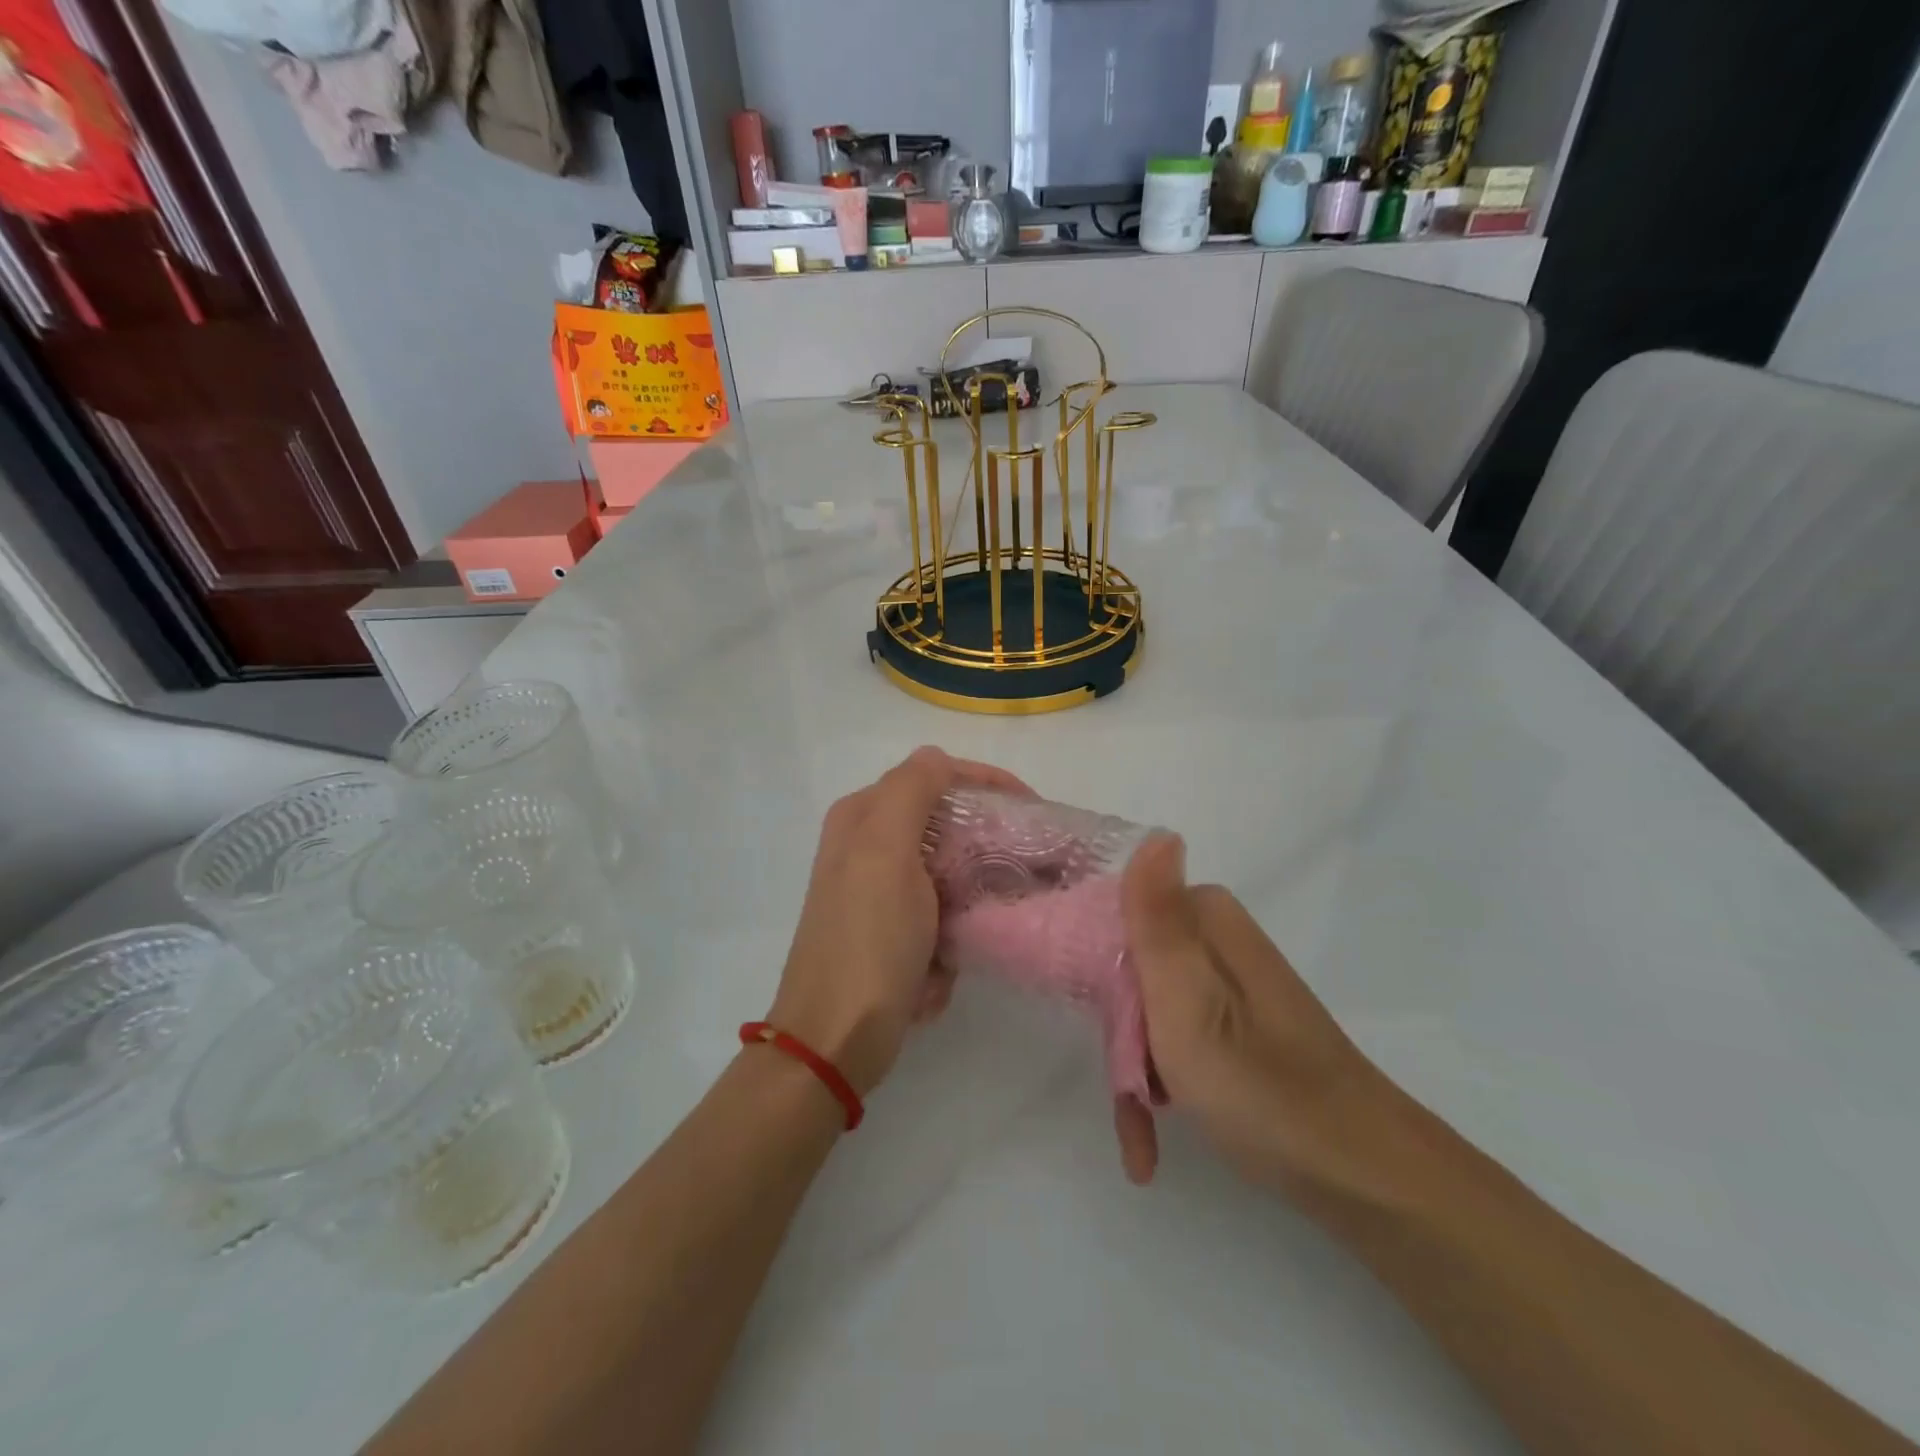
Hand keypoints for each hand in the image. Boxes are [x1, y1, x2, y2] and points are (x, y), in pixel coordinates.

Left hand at [766, 746, 1029, 1099]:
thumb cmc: (867, 939)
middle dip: (987, 847)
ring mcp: (881, 894)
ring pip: (950, 874)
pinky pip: (941, 918)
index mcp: (863, 817)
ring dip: (972, 901)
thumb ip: (910, 791)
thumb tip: (935, 757)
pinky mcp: (894, 934)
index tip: (1034, 808)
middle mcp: (868, 847)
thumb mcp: (885, 851)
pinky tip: (944, 966)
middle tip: (1031, 865)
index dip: (986, 783)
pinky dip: (951, 938)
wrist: (836, 1039)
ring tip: (991, 924)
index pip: (934, 776)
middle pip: (946, 825)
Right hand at [1112, 834, 1384, 1186]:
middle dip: (1116, 1030)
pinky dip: (1159, 1083)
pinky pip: (1175, 1037)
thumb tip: (1158, 832)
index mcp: (1205, 919)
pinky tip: (1151, 1143)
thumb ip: (1158, 921)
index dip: (1090, 964)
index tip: (1086, 1016)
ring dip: (1133, 1068)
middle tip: (1125, 1087)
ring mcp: (1225, 983)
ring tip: (1140, 1132)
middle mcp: (1215, 939)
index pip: (1115, 912)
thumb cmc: (1259, 1087)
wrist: (1359, 1174)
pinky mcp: (1234, 1022)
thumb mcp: (1188, 1003)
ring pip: (1145, 1007)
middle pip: (1127, 963)